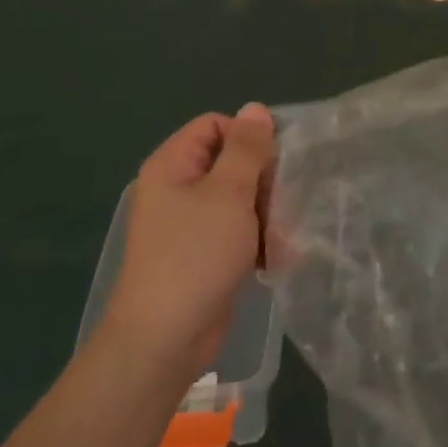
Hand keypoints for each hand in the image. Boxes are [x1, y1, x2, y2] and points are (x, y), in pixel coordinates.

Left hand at [95, 104, 274, 386]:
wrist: (166, 337)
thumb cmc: (196, 255)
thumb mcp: (228, 193)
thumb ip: (246, 148)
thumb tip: (255, 108)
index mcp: (173, 165)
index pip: (216, 126)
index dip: (248, 138)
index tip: (274, 165)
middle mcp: (177, 188)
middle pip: (232, 162)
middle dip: (263, 182)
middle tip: (281, 206)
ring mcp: (189, 224)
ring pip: (240, 199)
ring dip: (266, 215)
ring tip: (281, 239)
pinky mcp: (203, 253)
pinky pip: (236, 231)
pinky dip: (256, 240)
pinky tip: (274, 258)